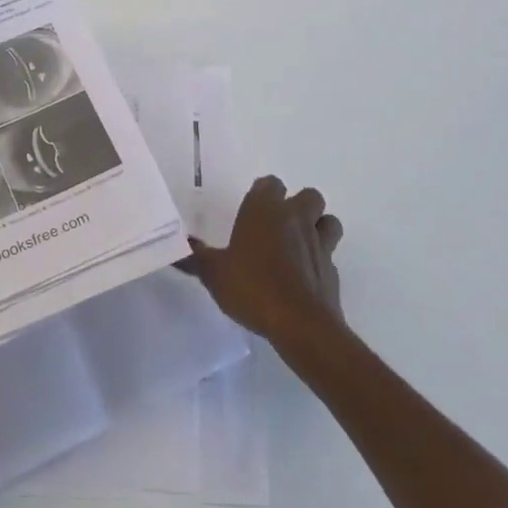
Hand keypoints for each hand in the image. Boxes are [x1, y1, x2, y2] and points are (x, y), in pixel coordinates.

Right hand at [182, 175, 344, 348]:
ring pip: (328, 221)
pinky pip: (330, 257)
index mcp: (266, 208)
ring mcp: (319, 243)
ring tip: (299, 246)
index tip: (252, 210)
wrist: (300, 325)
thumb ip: (196, 257)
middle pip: (309, 196)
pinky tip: (304, 279)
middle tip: (279, 227)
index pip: (270, 183)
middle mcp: (296, 217)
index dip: (263, 193)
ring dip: (318, 228)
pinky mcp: (332, 271)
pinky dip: (320, 263)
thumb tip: (175, 247)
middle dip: (299, 206)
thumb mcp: (214, 273)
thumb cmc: (253, 287)